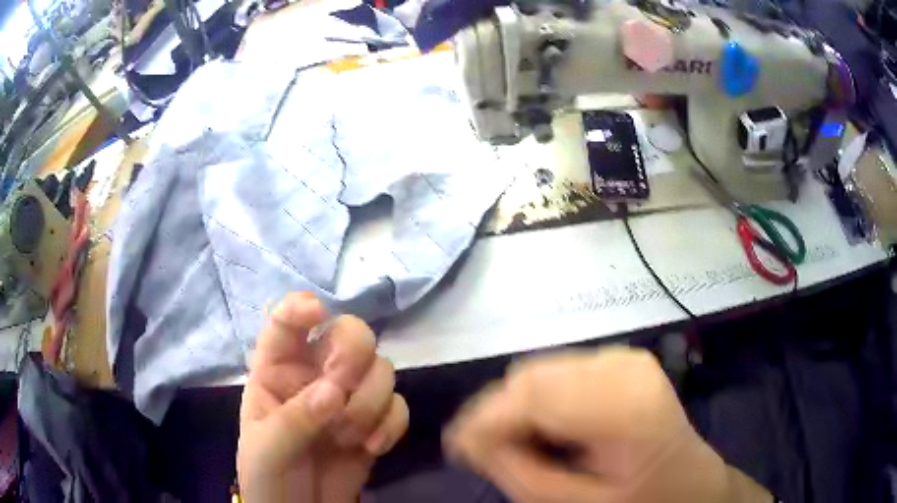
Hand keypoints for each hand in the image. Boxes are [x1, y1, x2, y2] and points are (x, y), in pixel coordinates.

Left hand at [238, 293, 408, 501]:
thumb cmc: (268, 477)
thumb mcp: (265, 450)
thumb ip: (294, 420)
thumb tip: (333, 393)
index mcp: (277, 372)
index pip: (285, 324)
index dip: (299, 308)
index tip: (317, 312)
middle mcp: (316, 376)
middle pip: (350, 334)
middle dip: (352, 357)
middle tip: (341, 391)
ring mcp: (349, 399)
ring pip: (381, 369)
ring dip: (370, 403)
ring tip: (349, 438)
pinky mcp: (376, 424)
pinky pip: (398, 406)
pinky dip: (392, 425)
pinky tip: (373, 448)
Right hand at [444, 346, 770, 502]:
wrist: (690, 481)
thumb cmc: (641, 501)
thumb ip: (521, 473)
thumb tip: (468, 441)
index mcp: (625, 407)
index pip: (535, 394)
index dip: (485, 417)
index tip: (456, 446)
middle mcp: (624, 366)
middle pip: (532, 375)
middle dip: (496, 412)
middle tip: (484, 450)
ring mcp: (625, 357)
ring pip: (540, 369)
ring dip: (517, 405)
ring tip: (517, 442)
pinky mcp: (621, 359)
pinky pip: (559, 371)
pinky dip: (539, 398)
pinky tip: (547, 427)